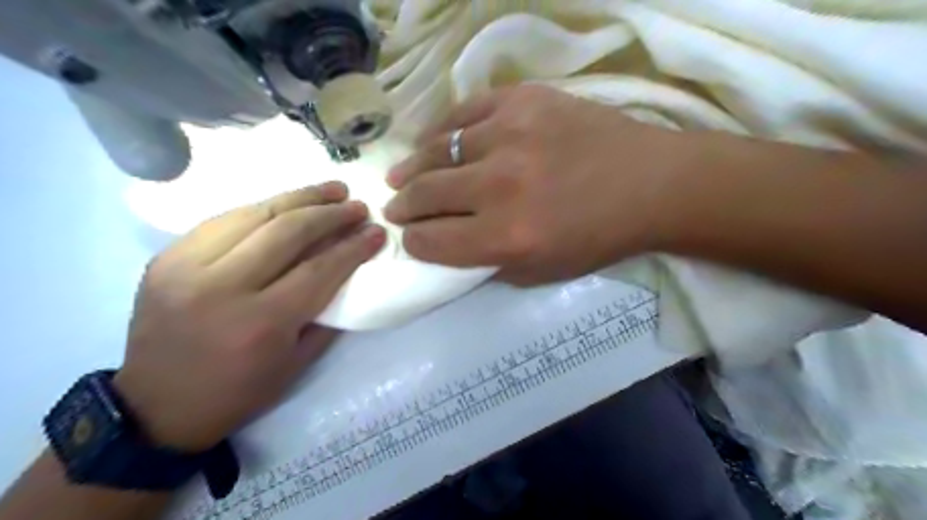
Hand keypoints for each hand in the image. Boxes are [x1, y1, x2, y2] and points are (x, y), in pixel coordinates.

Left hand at [113, 183, 388, 449]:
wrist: (156, 406)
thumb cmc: (238, 391)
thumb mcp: (297, 363)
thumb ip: (326, 314)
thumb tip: (349, 271)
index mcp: (261, 323)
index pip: (318, 269)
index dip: (353, 247)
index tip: (376, 232)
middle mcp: (222, 287)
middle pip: (287, 232)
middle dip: (331, 214)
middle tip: (358, 206)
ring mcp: (186, 267)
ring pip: (254, 214)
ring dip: (300, 198)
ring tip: (331, 190)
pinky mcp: (167, 257)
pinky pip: (224, 220)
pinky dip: (263, 207)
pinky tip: (287, 204)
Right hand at [381, 86, 681, 287]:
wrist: (649, 184)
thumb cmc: (597, 237)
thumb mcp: (541, 272)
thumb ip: (489, 263)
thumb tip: (450, 247)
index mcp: (507, 237)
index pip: (432, 241)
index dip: (414, 242)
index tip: (411, 238)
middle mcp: (500, 186)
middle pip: (426, 194)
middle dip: (402, 206)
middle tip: (396, 207)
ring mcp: (510, 134)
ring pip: (436, 151)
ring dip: (412, 168)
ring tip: (401, 175)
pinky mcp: (522, 100)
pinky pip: (462, 113)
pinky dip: (440, 130)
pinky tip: (431, 142)